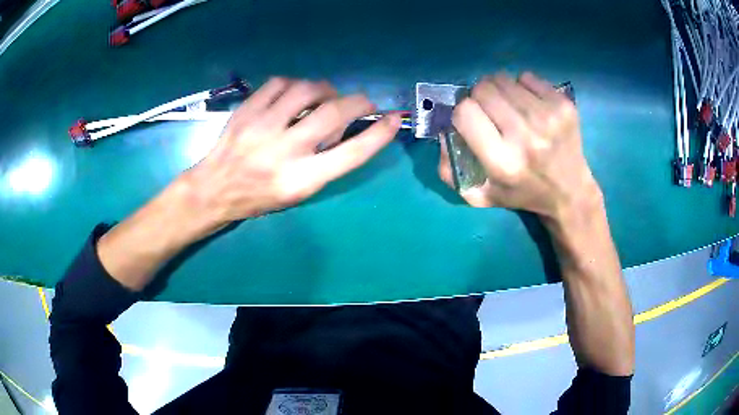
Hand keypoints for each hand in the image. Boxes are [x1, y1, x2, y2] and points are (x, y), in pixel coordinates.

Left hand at [182, 77, 401, 231]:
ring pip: (307, 90)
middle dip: (358, 102)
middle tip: (363, 103)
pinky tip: (295, 93)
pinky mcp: (247, 110)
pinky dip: (296, 84)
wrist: (214, 189)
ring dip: (326, 89)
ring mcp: (262, 127)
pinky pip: (280, 83)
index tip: (394, 119)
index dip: (379, 134)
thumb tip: (345, 127)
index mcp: (301, 180)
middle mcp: (284, 151)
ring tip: (325, 97)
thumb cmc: (260, 197)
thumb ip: (325, 163)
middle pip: (333, 114)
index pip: (351, 154)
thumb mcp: (298, 193)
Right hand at [439, 72, 601, 220]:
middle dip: (479, 96)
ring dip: (500, 89)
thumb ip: (449, 168)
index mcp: (502, 161)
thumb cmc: (522, 193)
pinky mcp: (563, 105)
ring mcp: (547, 117)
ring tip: (509, 106)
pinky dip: (522, 86)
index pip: (464, 112)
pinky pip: (527, 77)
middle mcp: (525, 137)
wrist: (569, 192)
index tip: (471, 120)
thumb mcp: (479, 195)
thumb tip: (442, 131)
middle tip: (489, 109)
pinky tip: (529, 104)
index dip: (462, 112)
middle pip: (483, 89)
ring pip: (504, 79)